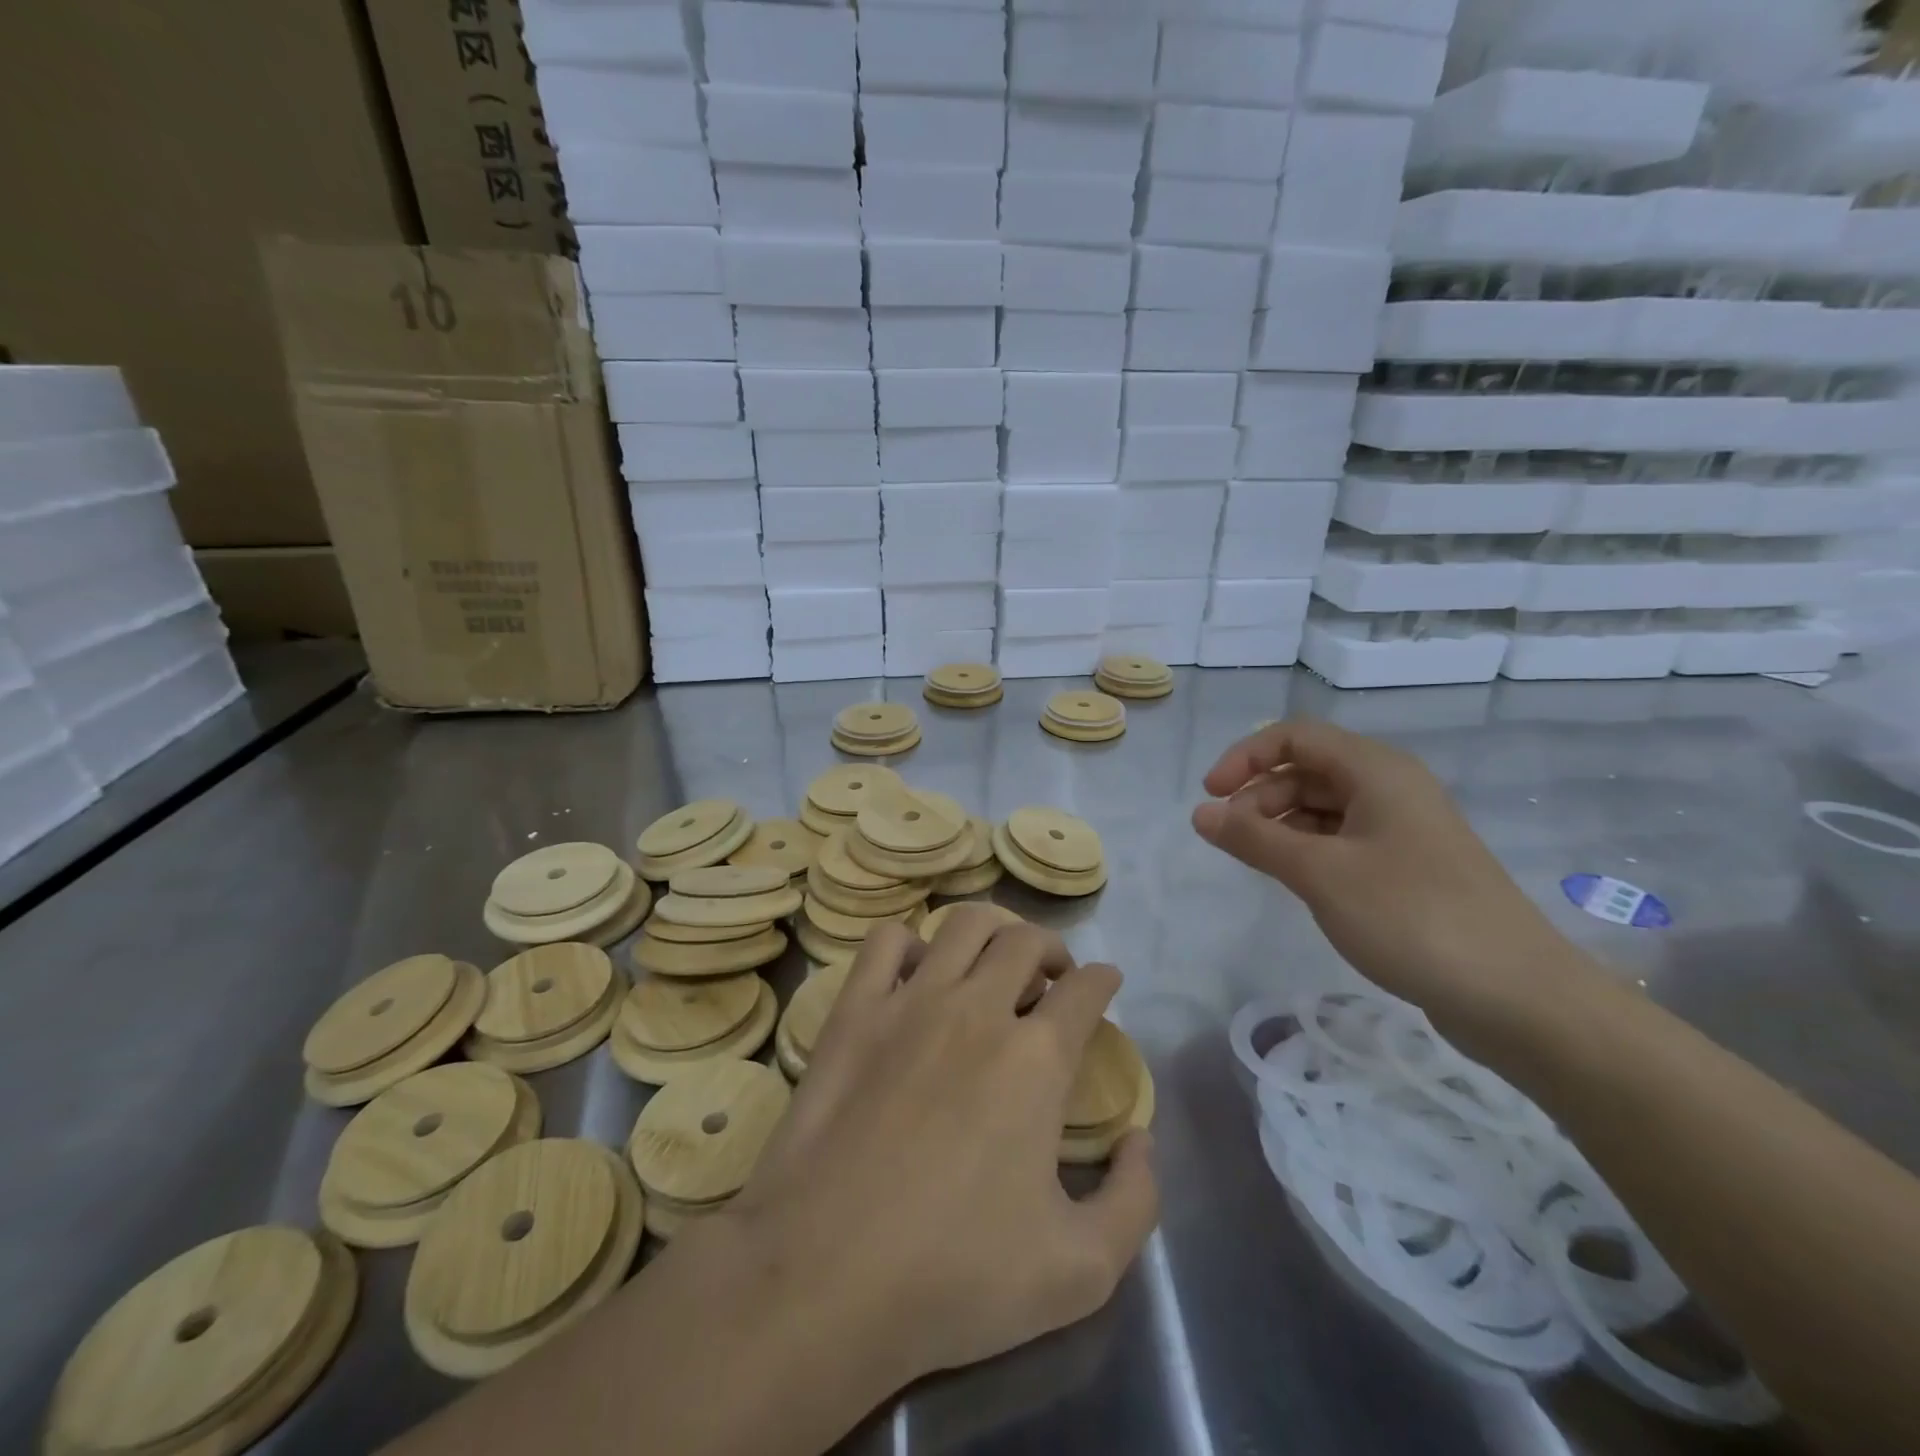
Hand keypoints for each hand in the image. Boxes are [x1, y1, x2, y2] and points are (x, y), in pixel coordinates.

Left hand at [725, 909, 1157, 1384]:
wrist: (826, 1275)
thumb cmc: (955, 1276)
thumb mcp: (1082, 1271)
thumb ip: (1135, 1201)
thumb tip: (1140, 1139)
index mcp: (1037, 1059)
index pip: (1085, 990)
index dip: (1103, 981)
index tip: (1106, 985)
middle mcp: (978, 1009)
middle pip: (1026, 942)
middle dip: (1052, 950)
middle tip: (1052, 980)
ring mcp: (910, 1002)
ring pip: (963, 926)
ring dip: (992, 933)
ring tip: (994, 963)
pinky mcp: (855, 1011)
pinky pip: (885, 942)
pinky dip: (908, 943)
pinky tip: (916, 974)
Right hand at [1192, 720, 1584, 1034]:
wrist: (1516, 995)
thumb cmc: (1411, 916)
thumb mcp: (1319, 873)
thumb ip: (1253, 838)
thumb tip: (1200, 813)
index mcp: (1376, 770)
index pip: (1294, 737)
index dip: (1245, 758)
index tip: (1210, 798)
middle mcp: (1391, 788)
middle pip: (1308, 770)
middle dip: (1260, 795)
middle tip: (1230, 839)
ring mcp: (1404, 828)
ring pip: (1324, 806)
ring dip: (1281, 824)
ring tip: (1258, 863)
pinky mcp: (1410, 867)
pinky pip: (1344, 839)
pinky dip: (1309, 849)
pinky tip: (1296, 881)